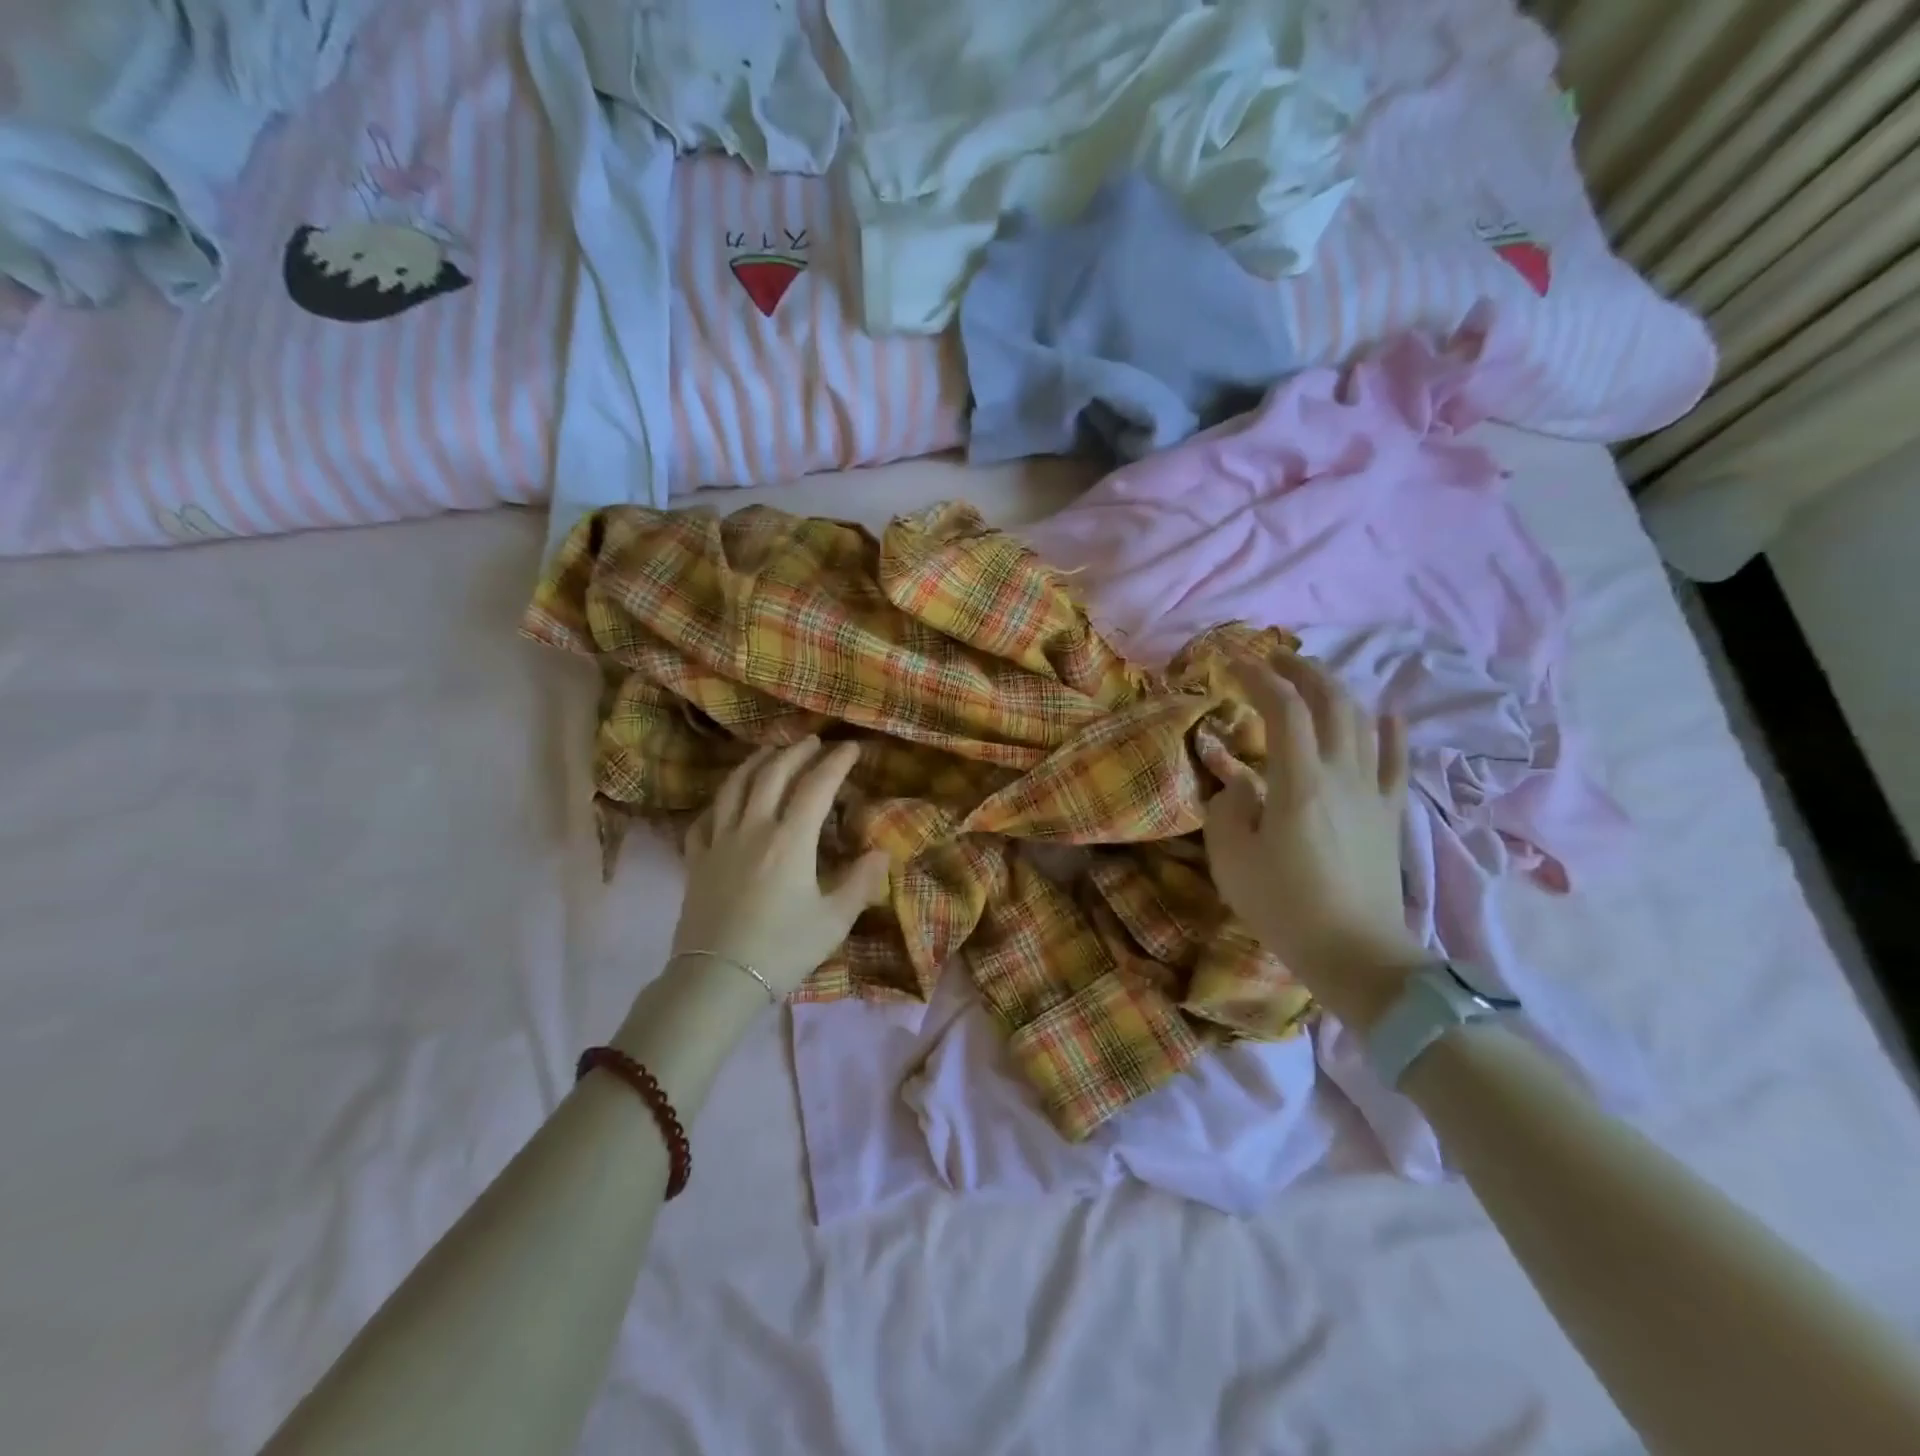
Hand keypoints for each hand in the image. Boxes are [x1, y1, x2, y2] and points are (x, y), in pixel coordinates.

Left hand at [671, 738, 891, 996]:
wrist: (716, 980)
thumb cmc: (781, 950)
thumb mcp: (833, 921)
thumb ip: (860, 883)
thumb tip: (880, 853)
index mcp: (790, 840)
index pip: (816, 786)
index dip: (835, 762)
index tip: (850, 747)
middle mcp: (753, 828)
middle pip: (773, 774)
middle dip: (796, 752)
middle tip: (813, 742)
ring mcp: (719, 841)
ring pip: (735, 787)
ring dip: (756, 763)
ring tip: (770, 752)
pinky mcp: (696, 860)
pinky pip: (705, 818)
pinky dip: (721, 801)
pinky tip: (727, 801)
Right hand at [1203, 653, 1425, 1028]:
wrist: (1355, 954)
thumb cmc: (1284, 906)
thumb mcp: (1231, 858)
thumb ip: (1228, 808)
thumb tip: (1238, 783)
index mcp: (1300, 782)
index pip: (1283, 708)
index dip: (1257, 676)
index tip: (1231, 662)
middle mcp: (1343, 774)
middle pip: (1331, 701)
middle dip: (1301, 671)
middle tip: (1273, 659)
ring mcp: (1373, 793)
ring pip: (1362, 722)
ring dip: (1336, 691)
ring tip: (1312, 681)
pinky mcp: (1390, 815)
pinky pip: (1397, 763)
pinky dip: (1392, 733)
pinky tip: (1388, 714)